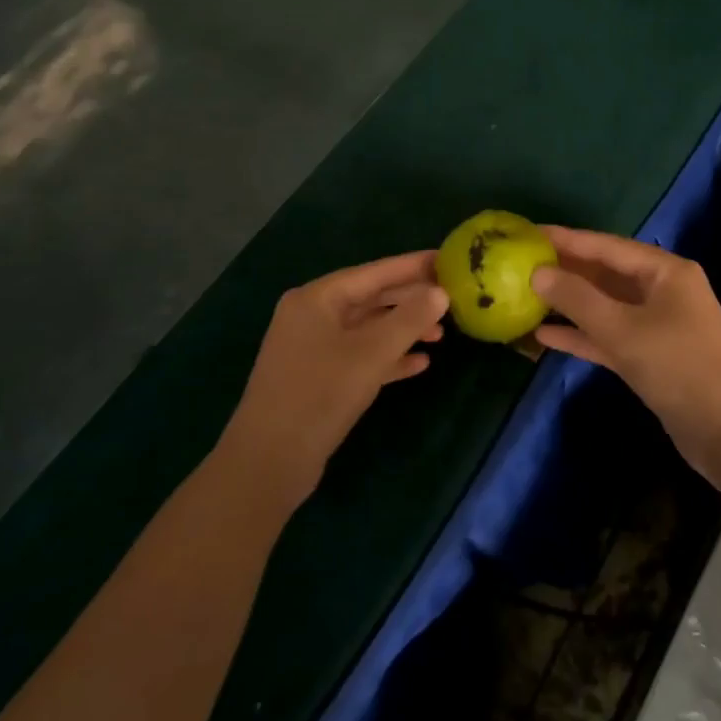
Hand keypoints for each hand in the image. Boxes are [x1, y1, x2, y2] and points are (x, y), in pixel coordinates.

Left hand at [219, 251, 448, 507]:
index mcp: (317, 298)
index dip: (412, 266)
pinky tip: (420, 365)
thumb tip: (440, 292)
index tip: (447, 258)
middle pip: (370, 298)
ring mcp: (312, 348)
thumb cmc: (320, 394)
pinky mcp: (317, 377)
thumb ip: (409, 319)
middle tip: (451, 298)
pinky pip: (359, 356)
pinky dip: (387, 357)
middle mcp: (312, 315)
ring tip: (440, 335)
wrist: (269, 461)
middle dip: (410, 300)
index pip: (374, 272)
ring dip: (402, 330)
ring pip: (367, 329)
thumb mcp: (371, 353)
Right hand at [531, 227, 720, 482]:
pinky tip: (545, 335)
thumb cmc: (679, 367)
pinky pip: (609, 336)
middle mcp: (663, 291)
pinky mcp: (651, 356)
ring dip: (570, 304)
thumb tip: (538, 273)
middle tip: (521, 263)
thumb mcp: (623, 330)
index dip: (567, 239)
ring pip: (605, 306)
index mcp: (665, 272)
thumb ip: (577, 299)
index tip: (530, 232)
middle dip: (565, 271)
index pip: (607, 246)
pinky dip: (582, 335)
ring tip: (526, 296)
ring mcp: (657, 325)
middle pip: (606, 274)